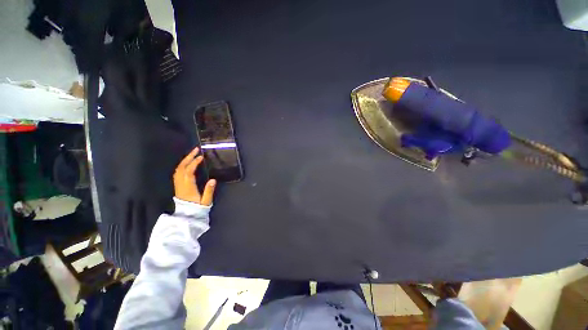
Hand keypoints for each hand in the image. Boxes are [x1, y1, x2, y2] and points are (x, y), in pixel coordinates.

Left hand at [173, 147, 215, 204]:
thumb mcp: (206, 200)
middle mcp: (181, 183)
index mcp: (188, 186)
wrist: (187, 215)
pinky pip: (177, 172)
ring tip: (192, 154)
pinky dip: (182, 165)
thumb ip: (209, 190)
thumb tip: (213, 180)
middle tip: (196, 150)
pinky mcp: (177, 185)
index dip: (194, 163)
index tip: (201, 157)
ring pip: (178, 169)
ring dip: (185, 160)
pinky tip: (187, 163)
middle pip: (182, 167)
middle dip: (188, 157)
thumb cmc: (197, 208)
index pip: (189, 171)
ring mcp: (178, 184)